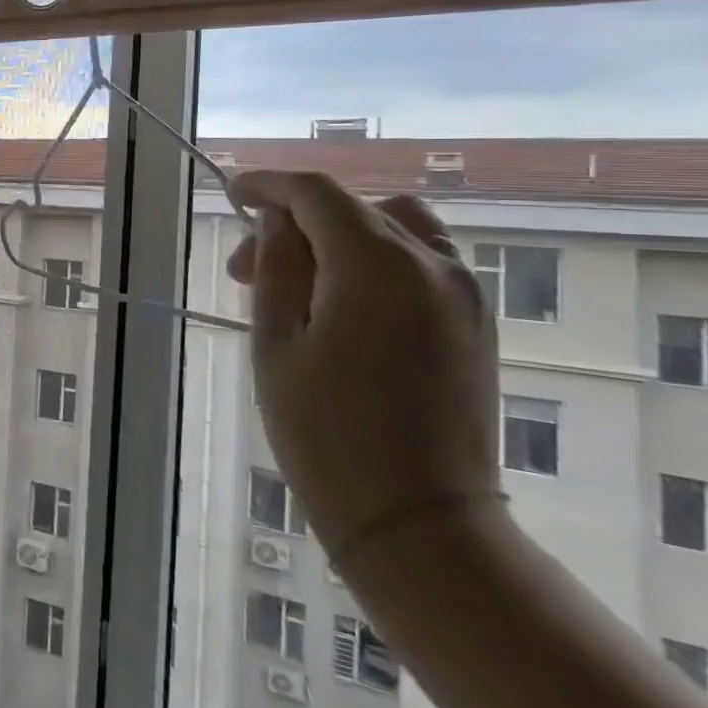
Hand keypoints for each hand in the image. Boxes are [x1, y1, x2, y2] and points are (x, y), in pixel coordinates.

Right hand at [225, 170, 503, 573]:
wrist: (419, 522)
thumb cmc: (327, 435)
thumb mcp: (277, 345)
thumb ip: (277, 269)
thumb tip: (276, 222)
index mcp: (377, 266)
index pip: (318, 193)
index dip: (269, 185)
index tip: (231, 194)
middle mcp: (432, 265)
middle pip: (355, 207)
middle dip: (296, 221)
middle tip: (246, 268)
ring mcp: (464, 294)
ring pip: (397, 227)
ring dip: (341, 235)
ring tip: (301, 282)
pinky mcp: (476, 324)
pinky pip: (422, 262)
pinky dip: (377, 259)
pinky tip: (344, 304)